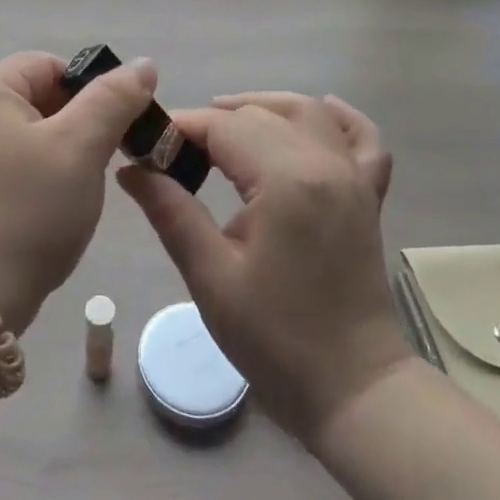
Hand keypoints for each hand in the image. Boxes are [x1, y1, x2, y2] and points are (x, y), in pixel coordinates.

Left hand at [0, 51, 158, 332]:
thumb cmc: (26, 212)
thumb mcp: (80, 148)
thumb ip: (114, 99)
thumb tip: (144, 64)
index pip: (51, 66)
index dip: (92, 92)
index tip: (117, 132)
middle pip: (37, 97)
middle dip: (76, 126)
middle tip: (101, 165)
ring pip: (25, 133)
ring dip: (58, 155)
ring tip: (74, 192)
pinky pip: (6, 163)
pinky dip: (33, 177)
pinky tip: (46, 210)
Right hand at [118, 91, 411, 444]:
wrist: (354, 391)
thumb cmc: (276, 340)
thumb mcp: (211, 277)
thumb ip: (170, 212)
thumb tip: (131, 169)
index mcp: (286, 180)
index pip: (224, 128)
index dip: (180, 128)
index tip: (145, 142)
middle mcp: (325, 164)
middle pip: (261, 116)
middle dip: (212, 122)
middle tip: (172, 150)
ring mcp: (354, 177)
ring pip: (306, 113)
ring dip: (263, 108)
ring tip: (223, 120)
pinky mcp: (368, 196)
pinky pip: (361, 139)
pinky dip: (339, 118)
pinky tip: (319, 111)